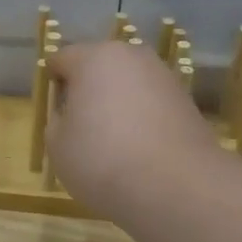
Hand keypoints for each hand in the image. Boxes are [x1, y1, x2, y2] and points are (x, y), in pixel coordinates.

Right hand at [46, 41, 220, 217]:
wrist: (175, 185)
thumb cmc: (102, 159)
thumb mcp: (57, 145)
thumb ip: (58, 121)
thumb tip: (72, 116)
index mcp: (94, 58)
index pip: (62, 59)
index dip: (54, 83)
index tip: (54, 111)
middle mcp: (132, 57)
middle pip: (100, 67)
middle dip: (89, 90)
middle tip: (81, 126)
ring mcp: (164, 77)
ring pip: (129, 84)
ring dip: (118, 104)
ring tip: (113, 142)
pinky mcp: (187, 101)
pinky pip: (152, 104)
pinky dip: (142, 119)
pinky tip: (139, 150)